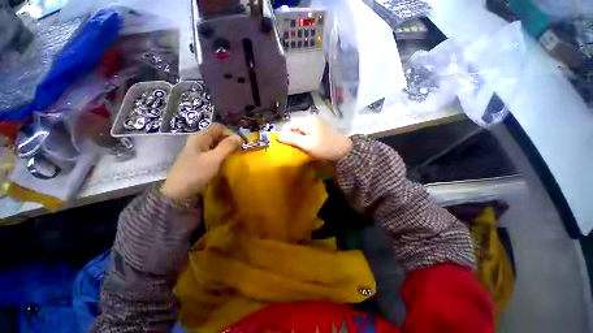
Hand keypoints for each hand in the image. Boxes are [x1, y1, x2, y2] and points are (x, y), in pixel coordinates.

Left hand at [161, 124, 242, 201]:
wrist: (178, 192)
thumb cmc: (196, 173)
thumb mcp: (214, 159)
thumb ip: (227, 147)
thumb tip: (239, 137)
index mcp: (200, 137)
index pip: (218, 127)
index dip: (230, 133)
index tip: (239, 143)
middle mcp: (198, 141)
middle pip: (217, 135)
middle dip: (229, 140)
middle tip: (238, 150)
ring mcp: (198, 151)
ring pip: (215, 144)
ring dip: (225, 148)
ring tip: (233, 155)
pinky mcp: (198, 159)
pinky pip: (212, 152)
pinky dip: (220, 154)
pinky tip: (224, 161)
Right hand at [278, 117, 351, 161]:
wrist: (344, 151)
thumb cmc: (324, 148)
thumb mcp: (306, 144)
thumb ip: (292, 139)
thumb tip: (278, 135)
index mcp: (307, 121)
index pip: (289, 124)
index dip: (286, 134)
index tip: (287, 145)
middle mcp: (311, 119)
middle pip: (295, 126)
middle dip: (292, 136)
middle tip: (295, 147)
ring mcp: (317, 123)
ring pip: (302, 129)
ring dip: (299, 137)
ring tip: (301, 147)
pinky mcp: (321, 128)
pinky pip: (309, 131)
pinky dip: (306, 137)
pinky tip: (309, 144)